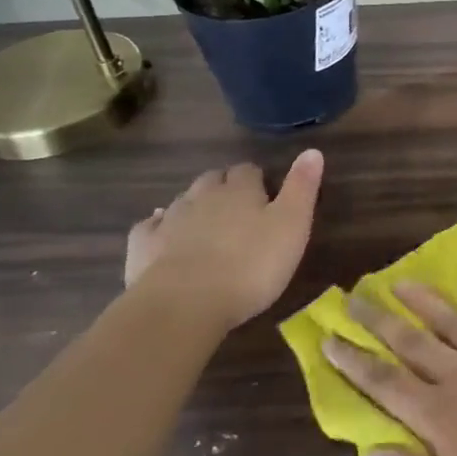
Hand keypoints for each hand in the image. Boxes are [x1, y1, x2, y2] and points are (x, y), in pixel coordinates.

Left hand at [124, 152, 323, 328]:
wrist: (184, 305)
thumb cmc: (250, 265)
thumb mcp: (292, 225)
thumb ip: (302, 187)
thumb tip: (312, 150)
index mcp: (240, 190)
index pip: (248, 170)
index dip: (258, 179)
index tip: (267, 195)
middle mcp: (203, 195)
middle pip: (213, 180)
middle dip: (225, 187)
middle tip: (239, 209)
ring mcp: (169, 219)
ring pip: (183, 200)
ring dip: (195, 206)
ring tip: (206, 223)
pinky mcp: (143, 245)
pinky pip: (150, 226)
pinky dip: (158, 226)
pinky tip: (163, 235)